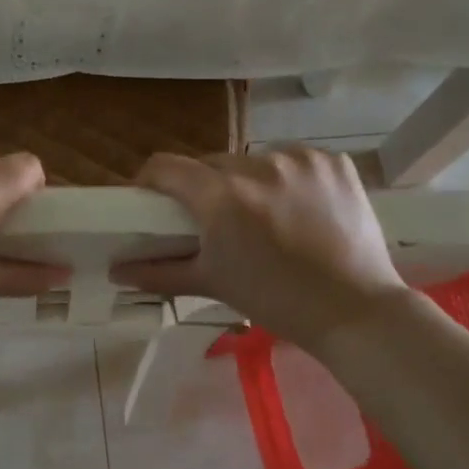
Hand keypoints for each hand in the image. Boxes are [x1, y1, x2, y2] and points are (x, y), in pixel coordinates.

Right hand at [113, 147, 406, 352]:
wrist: (354, 309)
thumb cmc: (274, 300)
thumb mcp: (211, 284)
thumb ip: (158, 272)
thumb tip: (115, 271)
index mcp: (222, 196)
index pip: (166, 167)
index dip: (151, 181)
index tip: (152, 199)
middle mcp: (258, 165)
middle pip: (211, 164)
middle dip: (204, 188)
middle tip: (213, 220)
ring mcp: (300, 159)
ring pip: (253, 160)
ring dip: (247, 181)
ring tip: (261, 216)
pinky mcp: (333, 161)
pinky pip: (293, 160)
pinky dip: (287, 179)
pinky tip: (298, 208)